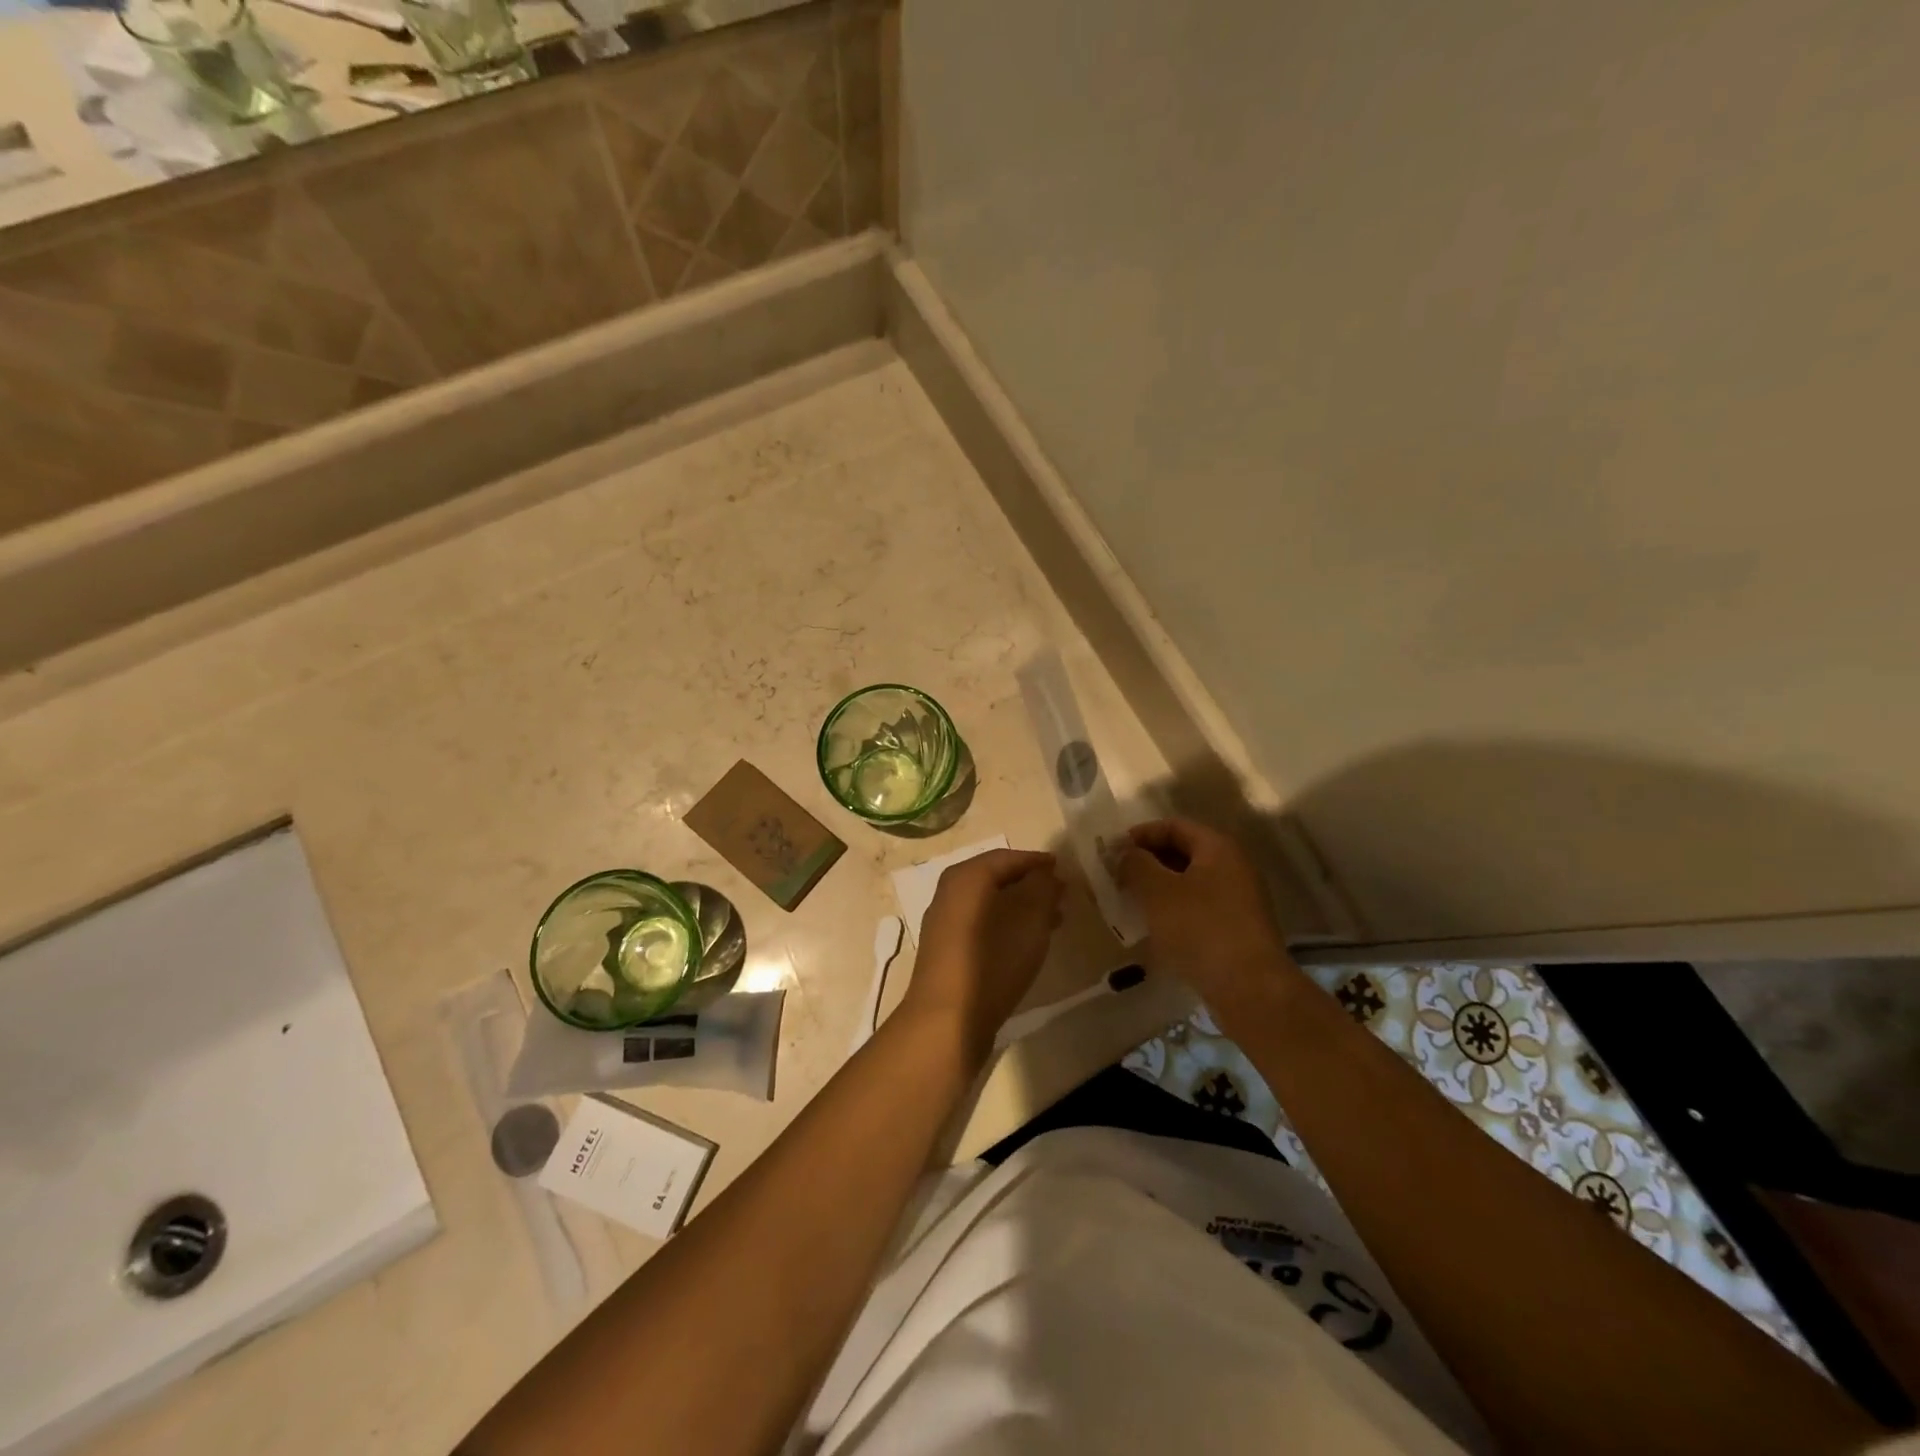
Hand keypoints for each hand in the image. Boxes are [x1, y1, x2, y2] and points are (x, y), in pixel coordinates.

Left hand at [902, 849, 1062, 1060]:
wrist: (947, 1021)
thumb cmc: (993, 960)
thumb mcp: (1030, 919)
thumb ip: (1042, 887)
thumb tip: (1047, 873)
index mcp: (966, 877)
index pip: (1007, 857)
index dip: (1037, 861)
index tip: (1063, 869)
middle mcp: (949, 893)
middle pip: (995, 879)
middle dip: (1030, 885)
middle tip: (1061, 896)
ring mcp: (943, 923)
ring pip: (988, 904)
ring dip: (1020, 907)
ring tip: (1053, 921)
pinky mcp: (945, 952)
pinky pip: (980, 926)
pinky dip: (1004, 925)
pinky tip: (1025, 945)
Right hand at [1116, 819, 1289, 1005]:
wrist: (1249, 988)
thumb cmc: (1200, 929)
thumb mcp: (1158, 892)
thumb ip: (1136, 865)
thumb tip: (1125, 853)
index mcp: (1218, 848)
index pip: (1174, 826)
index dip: (1141, 834)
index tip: (1113, 851)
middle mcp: (1234, 866)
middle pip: (1184, 851)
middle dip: (1149, 861)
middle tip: (1118, 876)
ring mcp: (1239, 899)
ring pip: (1190, 881)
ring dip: (1159, 886)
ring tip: (1131, 900)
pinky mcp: (1237, 928)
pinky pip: (1199, 906)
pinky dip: (1174, 908)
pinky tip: (1155, 925)